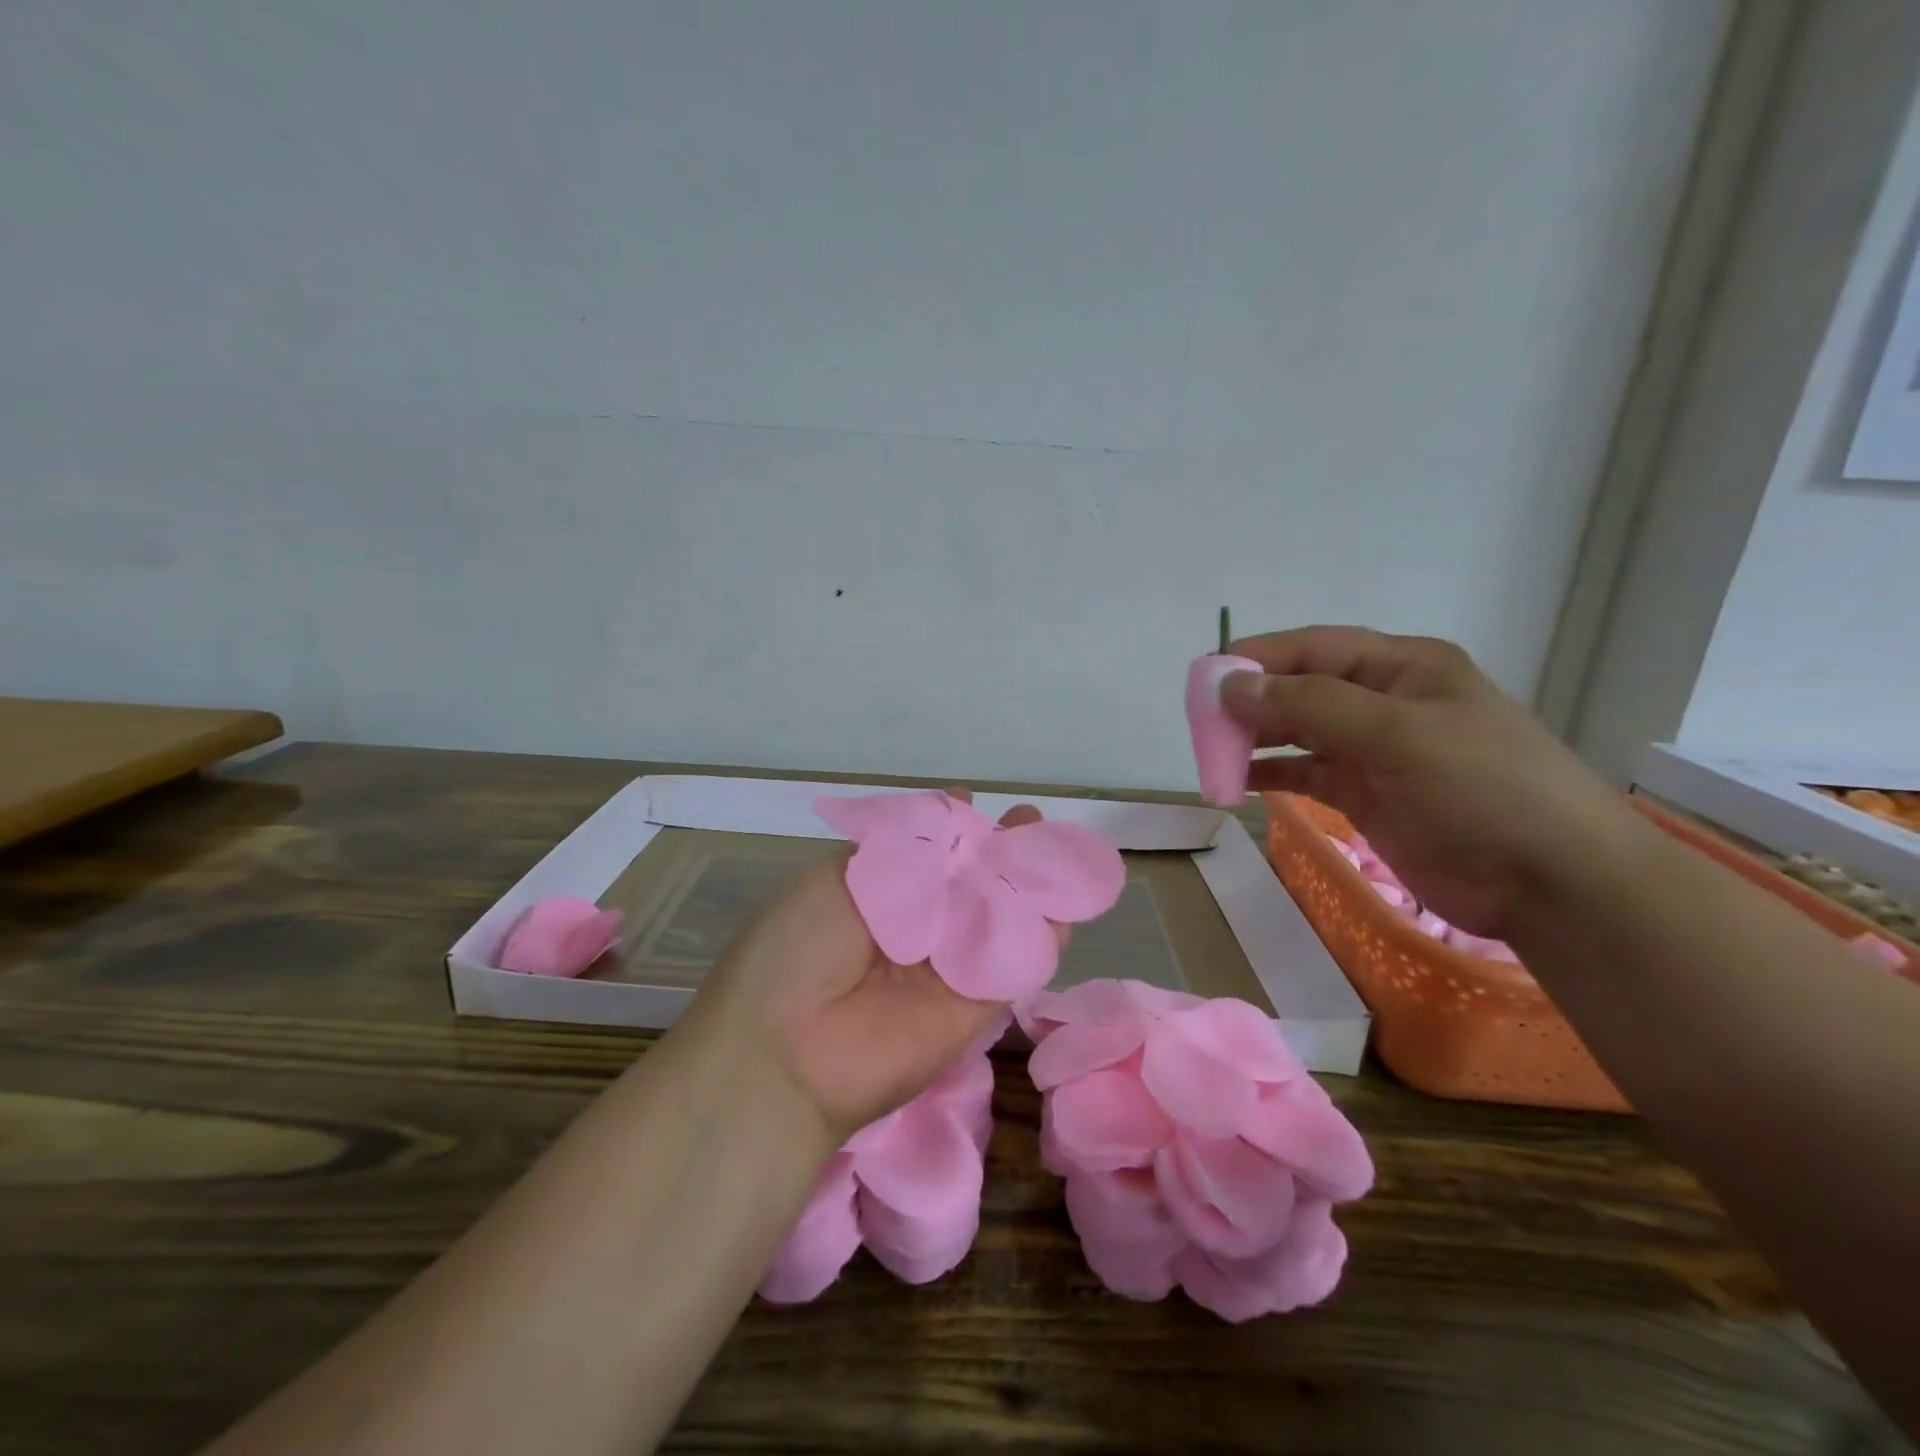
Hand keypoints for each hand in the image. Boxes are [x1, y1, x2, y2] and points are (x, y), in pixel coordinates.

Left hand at [684, 791, 1051, 1145]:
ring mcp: (948, 969)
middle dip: (1002, 851)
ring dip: (1030, 887)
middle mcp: (918, 929)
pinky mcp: (975, 1008)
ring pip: (1000, 920)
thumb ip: (905, 849)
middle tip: (1031, 822)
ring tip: (1057, 851)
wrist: (785, 1046)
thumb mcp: (842, 875)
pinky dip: (1042, 937)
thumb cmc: (799, 943)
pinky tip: (1064, 904)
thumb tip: (952, 806)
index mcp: (881, 895)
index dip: (956, 829)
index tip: (977, 803)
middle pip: (971, 884)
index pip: (930, 855)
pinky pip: (1014, 966)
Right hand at [1221, 626, 1631, 939]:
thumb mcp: (1396, 732)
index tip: (1207, 676)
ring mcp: (1376, 751)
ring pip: (1299, 732)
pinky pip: (1306, 773)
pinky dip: (1272, 774)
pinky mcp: (1367, 795)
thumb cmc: (1482, 786)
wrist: (1551, 879)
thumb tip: (1231, 686)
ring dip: (1255, 739)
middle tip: (1202, 722)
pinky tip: (1239, 781)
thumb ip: (1310, 706)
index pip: (1315, 648)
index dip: (1259, 658)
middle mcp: (1384, 701)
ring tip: (1212, 752)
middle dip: (1252, 702)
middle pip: (1301, 689)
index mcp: (1402, 667)